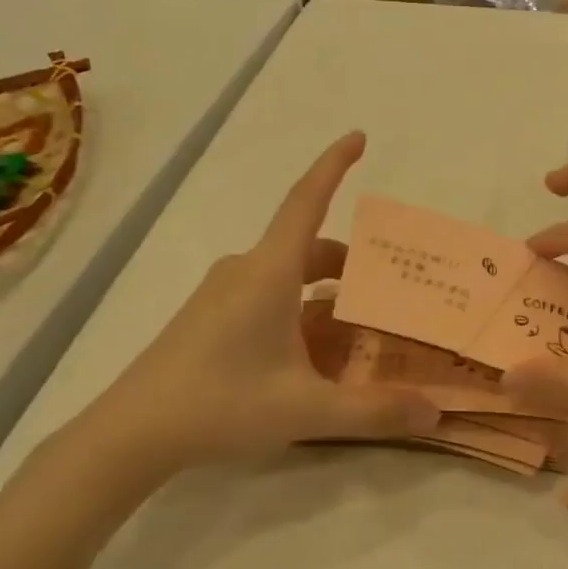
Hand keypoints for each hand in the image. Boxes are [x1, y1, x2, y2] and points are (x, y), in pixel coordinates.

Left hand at [62, 132, 439, 483]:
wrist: (133, 432)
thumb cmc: (221, 403)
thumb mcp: (307, 409)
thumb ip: (374, 412)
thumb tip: (433, 414)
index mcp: (270, 272)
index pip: (307, 200)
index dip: (334, 165)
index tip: (359, 136)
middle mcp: (248, 271)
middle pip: (310, 249)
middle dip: (353, 265)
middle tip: (392, 292)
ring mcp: (224, 293)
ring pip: (290, 277)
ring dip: (328, 294)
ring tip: (362, 331)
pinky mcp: (212, 317)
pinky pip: (269, 297)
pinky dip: (301, 311)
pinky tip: (316, 356)